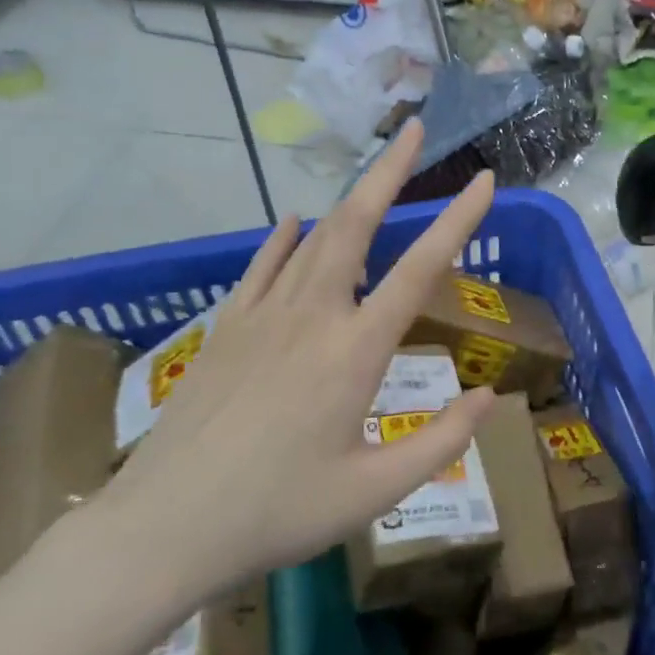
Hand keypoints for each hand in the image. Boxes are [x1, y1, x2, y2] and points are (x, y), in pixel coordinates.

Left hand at [96, 119, 496, 611]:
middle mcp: (313, 315)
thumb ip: (440, 443)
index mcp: (355, 351)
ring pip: (314, 237)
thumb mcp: (372, 494)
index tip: (485, 181)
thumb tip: (489, 398)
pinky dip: (284, 238)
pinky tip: (292, 223)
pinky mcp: (227, 326)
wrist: (165, 526)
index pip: (420, 269)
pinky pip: (263, 265)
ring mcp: (264, 314)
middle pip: (357, 223)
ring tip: (372, 173)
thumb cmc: (277, 512)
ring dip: (349, 198)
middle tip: (414, 129)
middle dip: (390, 171)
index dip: (458, 220)